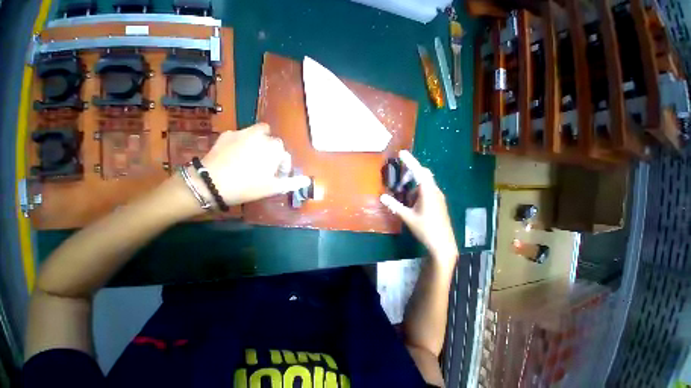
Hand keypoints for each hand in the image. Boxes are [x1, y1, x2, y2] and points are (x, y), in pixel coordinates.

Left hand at [199, 123, 309, 205]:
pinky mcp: (227, 134)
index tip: (276, 175)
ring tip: (253, 156)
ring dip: (260, 142)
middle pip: (273, 141)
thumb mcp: (274, 187)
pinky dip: (243, 142)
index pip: (285, 154)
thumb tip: (308, 180)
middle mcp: (261, 136)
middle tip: (265, 166)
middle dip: (272, 152)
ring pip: (258, 132)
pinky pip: (241, 134)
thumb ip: (293, 182)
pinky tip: (236, 154)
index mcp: (274, 148)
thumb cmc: (247, 186)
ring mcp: (242, 132)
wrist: (211, 183)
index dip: (282, 165)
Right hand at [380, 151, 458, 263]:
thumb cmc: (425, 229)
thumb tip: (382, 197)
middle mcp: (435, 191)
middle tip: (400, 178)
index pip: (419, 172)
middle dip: (412, 172)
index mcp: (428, 192)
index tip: (401, 153)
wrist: (443, 244)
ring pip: (426, 183)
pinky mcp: (438, 202)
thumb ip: (395, 206)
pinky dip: (418, 190)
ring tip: (403, 190)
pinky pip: (428, 190)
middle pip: (424, 174)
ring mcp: (438, 197)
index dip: (410, 161)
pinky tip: (411, 200)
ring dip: (414, 183)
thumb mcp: (408, 217)